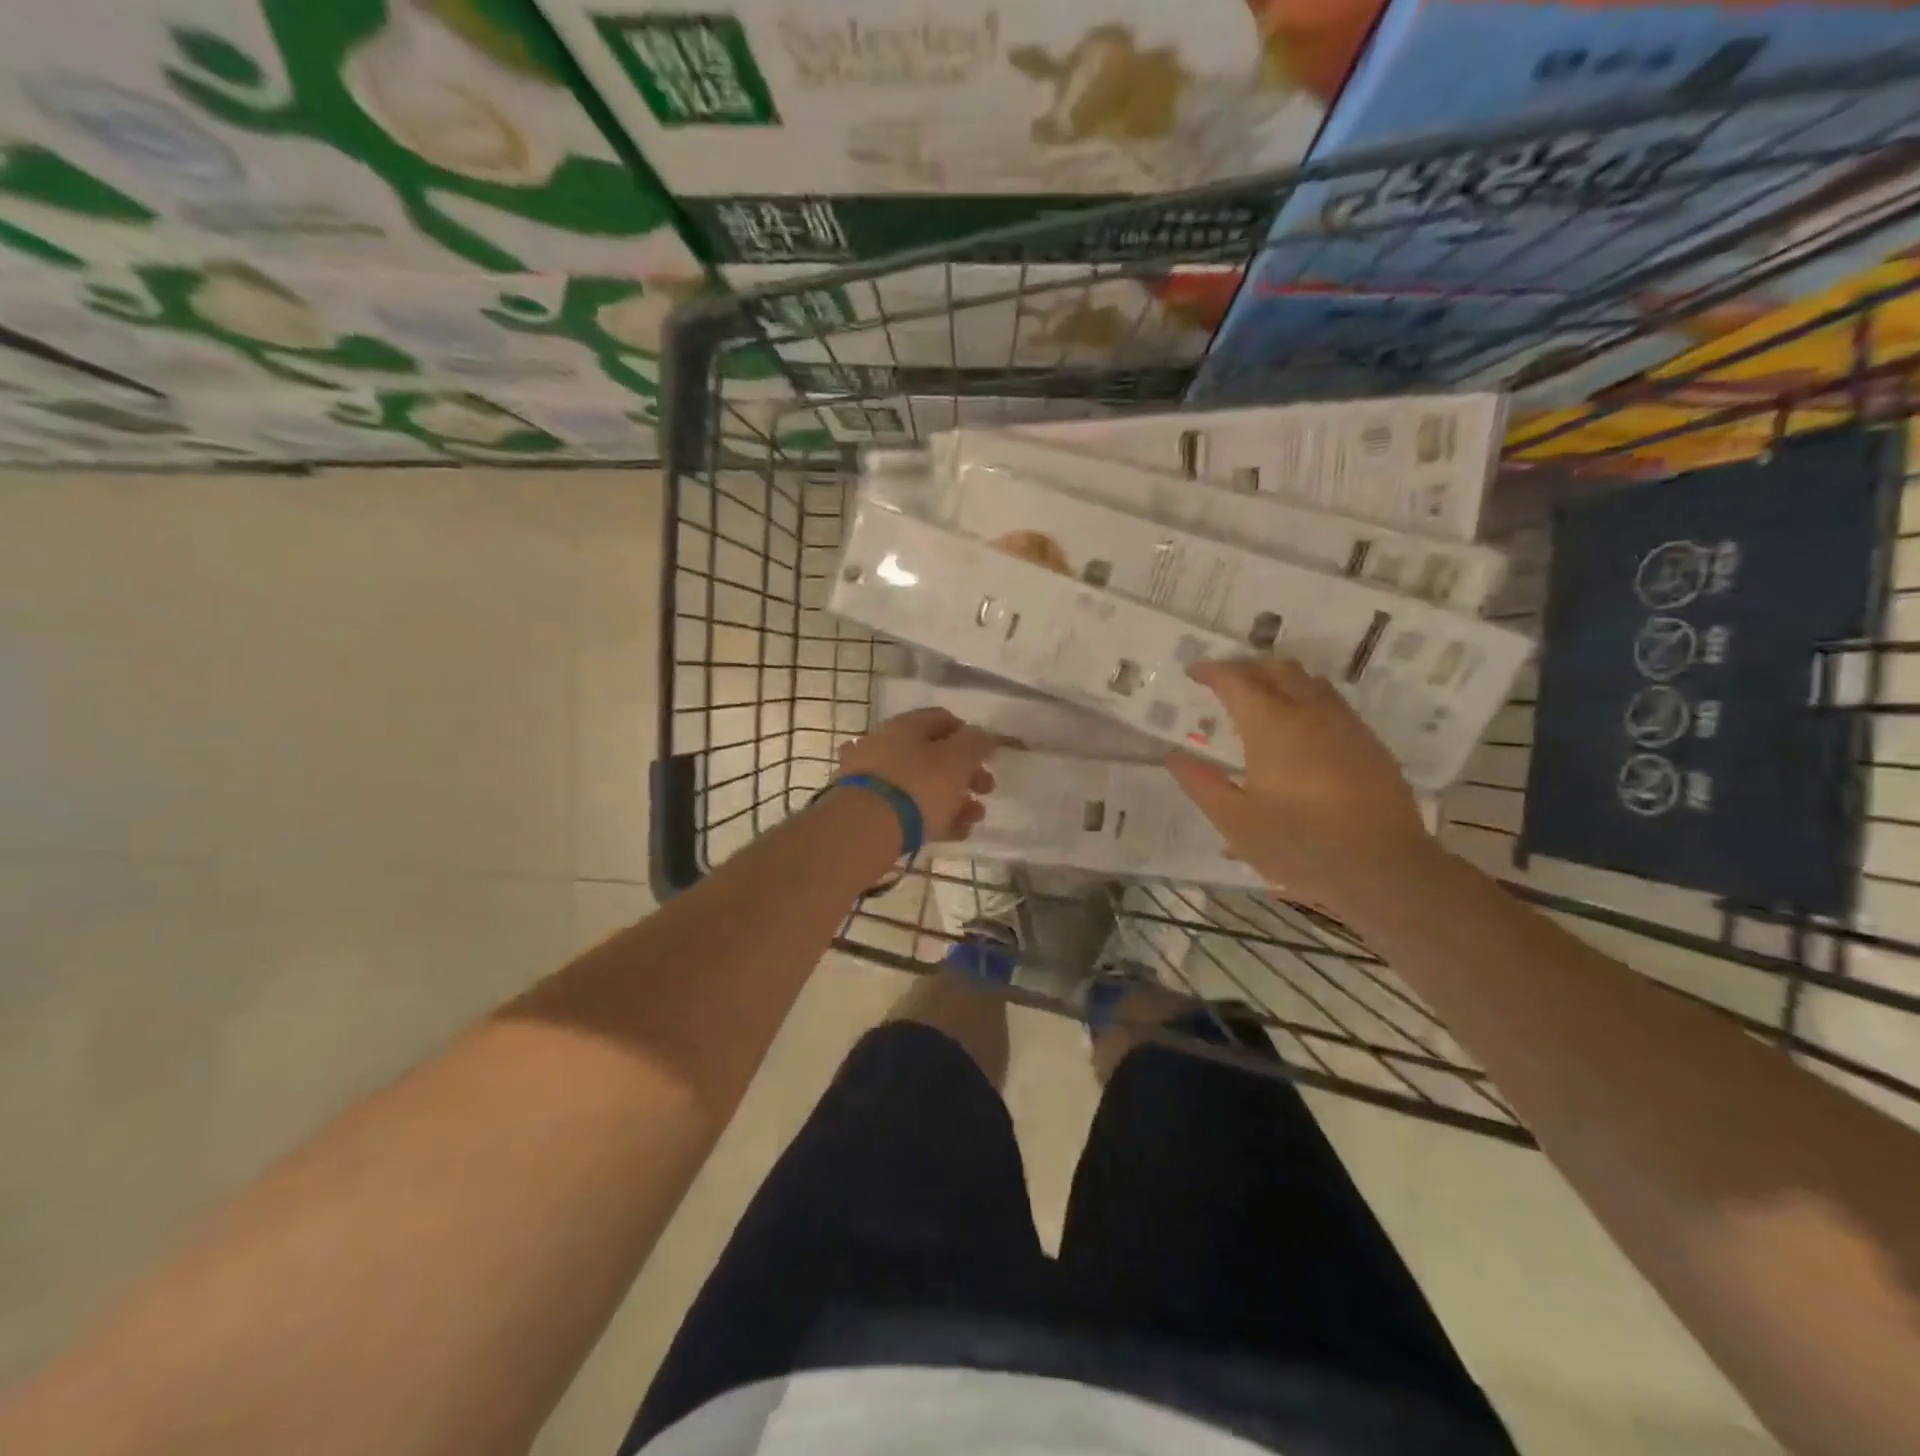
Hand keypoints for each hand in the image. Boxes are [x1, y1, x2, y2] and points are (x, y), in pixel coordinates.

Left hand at [835, 707, 998, 843]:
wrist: (862, 829)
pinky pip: (903, 808)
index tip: (986, 758)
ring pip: (919, 784)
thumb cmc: (917, 786)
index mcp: (906, 725)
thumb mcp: (958, 760)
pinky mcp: (864, 808)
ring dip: (951, 800)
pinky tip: (948, 835)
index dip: (969, 735)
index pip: (943, 719)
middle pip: (932, 754)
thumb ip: (976, 743)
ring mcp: (870, 777)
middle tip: (985, 791)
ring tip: (971, 821)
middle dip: (964, 774)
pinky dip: (927, 817)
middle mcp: (884, 744)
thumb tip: (983, 736)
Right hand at [1166, 658, 1437, 912]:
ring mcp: (1345, 725)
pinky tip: (1301, 729)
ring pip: (1310, 681)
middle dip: (1247, 667)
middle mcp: (1310, 713)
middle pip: (1277, 668)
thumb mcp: (1235, 821)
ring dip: (1280, 679)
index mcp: (1271, 726)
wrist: (1383, 868)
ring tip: (1261, 698)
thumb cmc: (1299, 844)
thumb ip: (1201, 783)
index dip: (1211, 671)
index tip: (1192, 672)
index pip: (1236, 680)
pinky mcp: (1369, 743)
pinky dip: (1307, 700)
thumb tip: (1172, 755)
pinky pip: (1333, 704)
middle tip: (1224, 682)